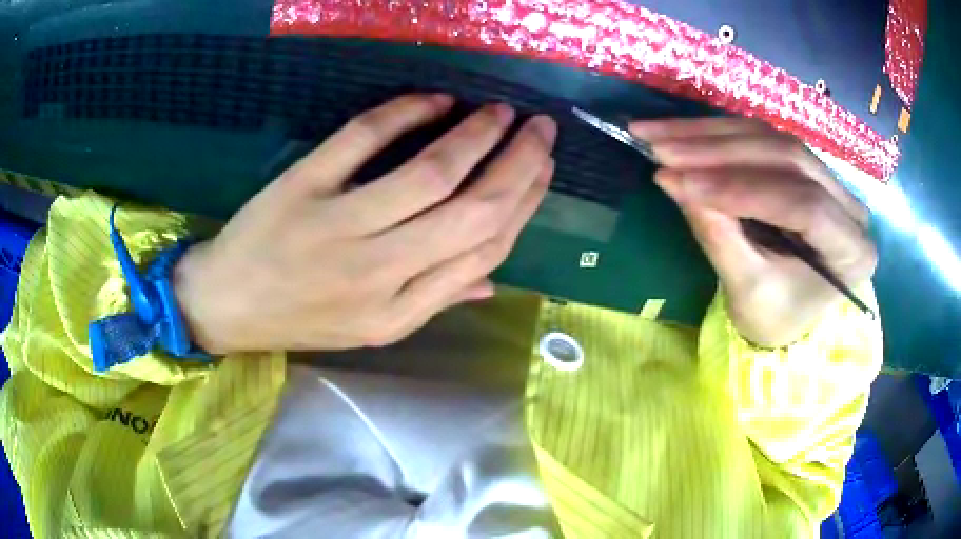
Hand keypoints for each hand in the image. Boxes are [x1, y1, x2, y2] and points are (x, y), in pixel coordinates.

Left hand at [173, 94, 555, 352]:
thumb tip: (494, 277)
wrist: (227, 305)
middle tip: (540, 129)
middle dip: (519, 163)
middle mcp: (379, 274)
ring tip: (501, 112)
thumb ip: (435, 301)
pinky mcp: (303, 187)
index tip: (542, 169)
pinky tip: (436, 100)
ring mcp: (338, 228)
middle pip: (473, 210)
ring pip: (430, 173)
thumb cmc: (300, 317)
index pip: (486, 250)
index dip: (524, 203)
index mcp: (401, 313)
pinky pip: (364, 138)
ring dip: (477, 134)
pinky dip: (406, 111)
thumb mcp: (372, 329)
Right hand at [630, 117, 876, 346]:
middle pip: (787, 157)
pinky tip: (682, 134)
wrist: (790, 315)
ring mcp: (828, 179)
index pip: (805, 205)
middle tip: (660, 148)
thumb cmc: (776, 318)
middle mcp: (849, 205)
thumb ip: (719, 236)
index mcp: (852, 251)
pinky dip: (717, 135)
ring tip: (658, 135)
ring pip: (770, 138)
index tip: (684, 185)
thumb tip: (672, 180)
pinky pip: (761, 138)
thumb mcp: (748, 291)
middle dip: (718, 152)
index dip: (744, 190)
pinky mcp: (803, 166)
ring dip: (710, 134)